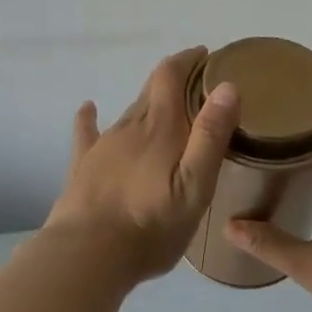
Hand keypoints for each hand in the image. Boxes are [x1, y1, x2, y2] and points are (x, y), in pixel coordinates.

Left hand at [44, 47, 240, 284]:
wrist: (88, 256)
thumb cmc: (151, 226)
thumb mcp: (195, 186)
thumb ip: (210, 136)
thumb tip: (227, 87)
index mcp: (161, 128)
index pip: (171, 75)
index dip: (188, 60)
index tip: (207, 56)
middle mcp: (131, 126)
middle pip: (151, 89)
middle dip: (174, 78)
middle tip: (197, 82)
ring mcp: (104, 145)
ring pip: (129, 110)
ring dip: (148, 100)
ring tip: (167, 104)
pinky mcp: (84, 166)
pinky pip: (87, 132)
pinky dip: (90, 117)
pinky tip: (88, 108)